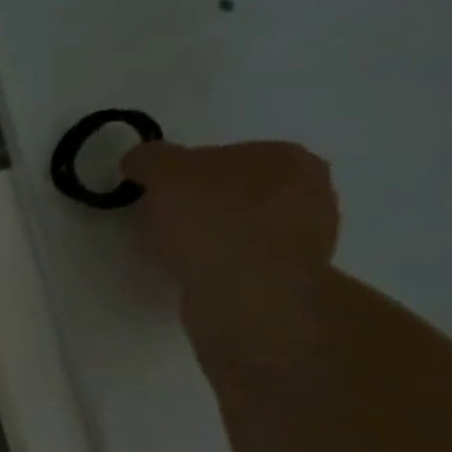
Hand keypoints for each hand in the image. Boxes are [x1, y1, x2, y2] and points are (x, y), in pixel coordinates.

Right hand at [121, 140, 339, 297]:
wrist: (248, 295)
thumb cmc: (213, 220)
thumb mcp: (164, 171)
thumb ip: (149, 158)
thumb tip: (141, 161)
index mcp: (287, 157)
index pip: (223, 156)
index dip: (184, 174)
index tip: (157, 194)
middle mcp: (311, 192)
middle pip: (236, 192)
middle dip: (203, 205)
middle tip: (165, 223)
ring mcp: (307, 240)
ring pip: (243, 229)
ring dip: (213, 238)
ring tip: (178, 254)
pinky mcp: (291, 280)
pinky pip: (244, 263)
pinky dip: (220, 266)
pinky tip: (198, 274)